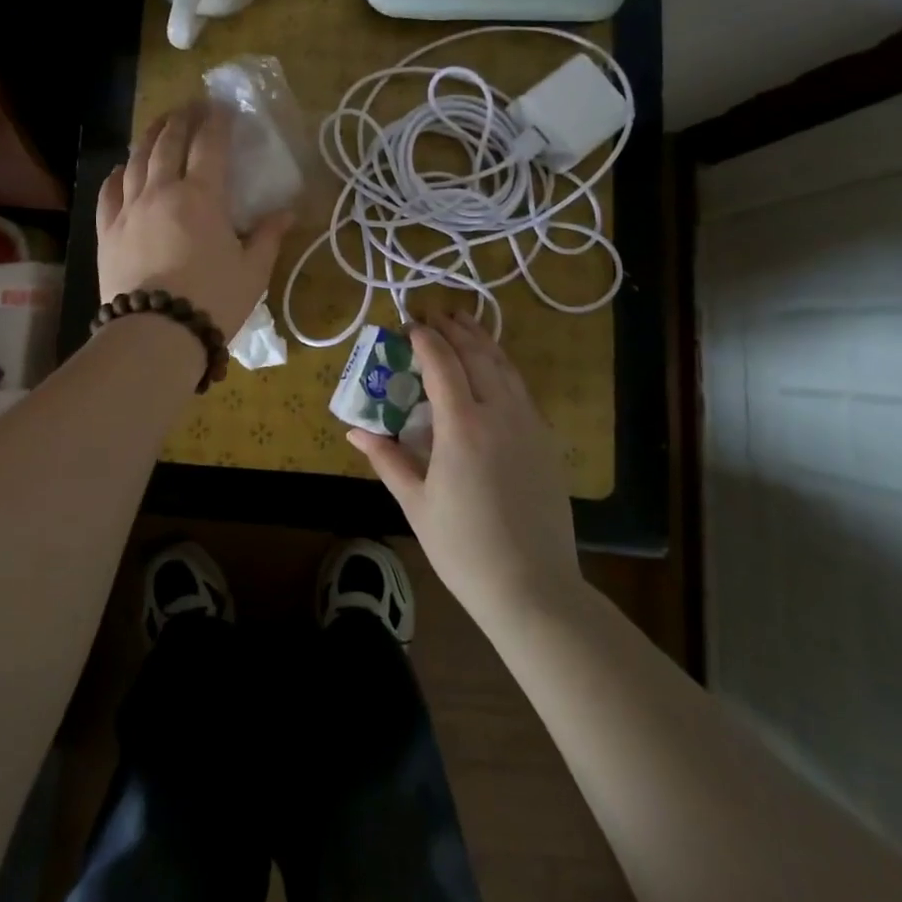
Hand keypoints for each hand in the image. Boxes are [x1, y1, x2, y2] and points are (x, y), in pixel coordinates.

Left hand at [97, 102, 294, 338]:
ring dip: (149, 137)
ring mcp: (129, 209)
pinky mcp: (107, 231)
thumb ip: (269, 237)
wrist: (155, 334)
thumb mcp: (253, 271)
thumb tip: (288, 213)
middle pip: (168, 142)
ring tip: (159, 125)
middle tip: (191, 106)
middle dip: (181, 119)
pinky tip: (122, 168)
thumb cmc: (213, 301)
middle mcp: (161, 191)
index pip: (209, 144)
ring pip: (136, 160)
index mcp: (201, 197)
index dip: (216, 121)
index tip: (222, 106)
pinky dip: (117, 174)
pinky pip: (109, 192)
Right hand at [349, 313, 581, 622]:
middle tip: (433, 312)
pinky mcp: (545, 441)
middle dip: (453, 328)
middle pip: (477, 354)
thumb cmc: (463, 547)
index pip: (442, 363)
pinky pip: (521, 388)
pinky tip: (493, 367)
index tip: (407, 324)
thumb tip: (355, 432)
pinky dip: (502, 365)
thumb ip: (387, 459)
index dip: (424, 337)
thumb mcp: (416, 503)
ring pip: (505, 366)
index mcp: (463, 427)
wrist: (533, 588)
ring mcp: (528, 426)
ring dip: (481, 339)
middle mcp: (500, 414)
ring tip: (463, 322)